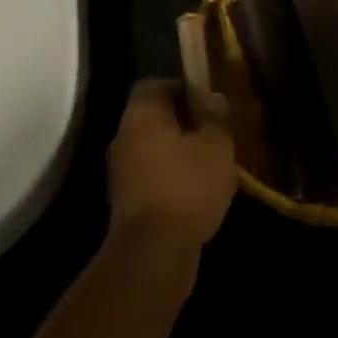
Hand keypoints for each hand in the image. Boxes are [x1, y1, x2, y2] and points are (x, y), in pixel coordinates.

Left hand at [107, 79, 236, 253]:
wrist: (154, 253)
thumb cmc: (187, 186)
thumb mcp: (216, 145)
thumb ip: (215, 117)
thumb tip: (213, 98)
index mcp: (141, 114)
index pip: (154, 84)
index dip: (181, 88)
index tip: (206, 101)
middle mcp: (124, 137)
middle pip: (153, 117)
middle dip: (183, 122)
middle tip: (214, 132)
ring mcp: (121, 172)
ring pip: (153, 148)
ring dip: (178, 152)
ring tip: (210, 163)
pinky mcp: (126, 202)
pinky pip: (151, 176)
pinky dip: (171, 178)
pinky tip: (198, 191)